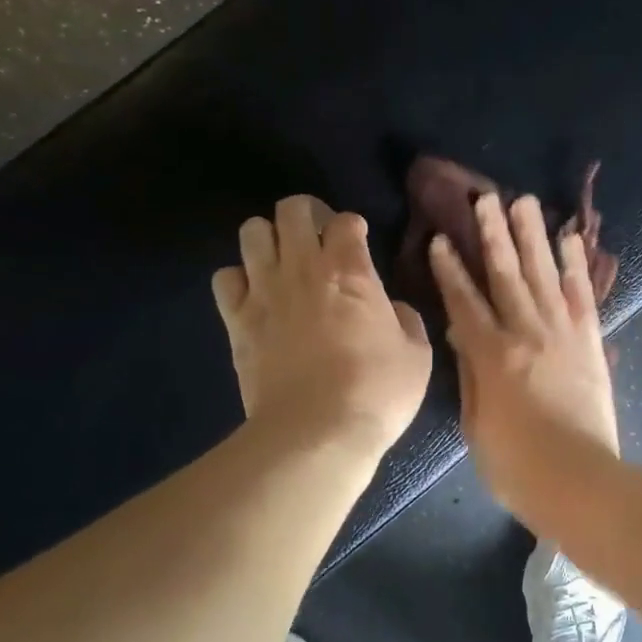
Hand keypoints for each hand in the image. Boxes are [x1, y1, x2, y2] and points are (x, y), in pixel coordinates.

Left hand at [212, 196, 431, 457]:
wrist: (316, 433)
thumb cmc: (377, 392)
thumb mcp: (417, 354)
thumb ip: (405, 318)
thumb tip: (389, 307)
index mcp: (351, 271)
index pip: (345, 220)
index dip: (353, 226)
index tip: (359, 243)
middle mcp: (304, 268)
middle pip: (292, 209)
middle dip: (307, 215)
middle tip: (319, 239)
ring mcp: (264, 292)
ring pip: (252, 232)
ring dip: (270, 239)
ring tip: (283, 262)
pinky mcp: (237, 320)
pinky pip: (225, 277)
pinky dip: (239, 279)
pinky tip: (256, 296)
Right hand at [429, 192, 618, 515]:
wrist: (580, 483)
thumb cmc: (516, 465)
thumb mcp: (476, 424)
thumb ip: (470, 373)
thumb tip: (460, 333)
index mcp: (492, 355)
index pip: (464, 302)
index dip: (451, 269)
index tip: (441, 239)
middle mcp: (527, 333)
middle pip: (506, 275)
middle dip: (493, 235)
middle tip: (485, 199)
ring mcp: (563, 334)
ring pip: (543, 275)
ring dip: (533, 236)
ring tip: (524, 202)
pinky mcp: (591, 343)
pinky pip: (583, 296)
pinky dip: (576, 267)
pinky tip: (571, 240)